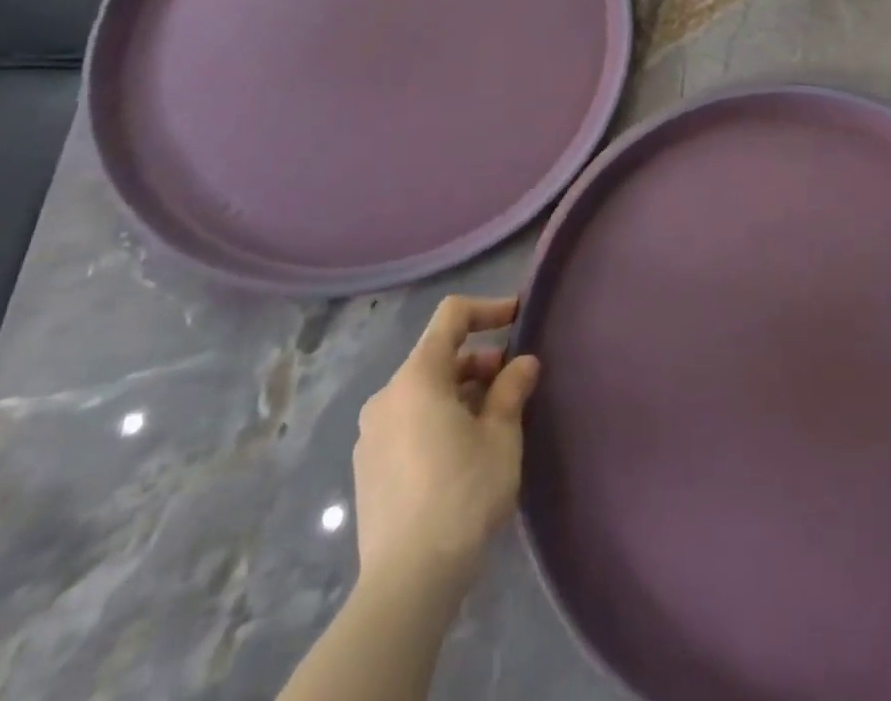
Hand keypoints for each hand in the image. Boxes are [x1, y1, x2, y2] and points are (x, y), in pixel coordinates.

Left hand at [353, 295, 540, 587]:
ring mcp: (371, 433)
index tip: (518, 317)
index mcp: (417, 377)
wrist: (408, 582)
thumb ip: (512, 389)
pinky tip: (462, 450)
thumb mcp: (501, 436)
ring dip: (460, 391)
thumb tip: (523, 363)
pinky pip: (408, 421)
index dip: (488, 309)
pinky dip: (438, 417)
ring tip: (493, 419)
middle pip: (437, 355)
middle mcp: (387, 395)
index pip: (452, 316)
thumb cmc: (462, 494)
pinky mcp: (367, 467)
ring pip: (423, 391)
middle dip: (478, 360)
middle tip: (513, 382)